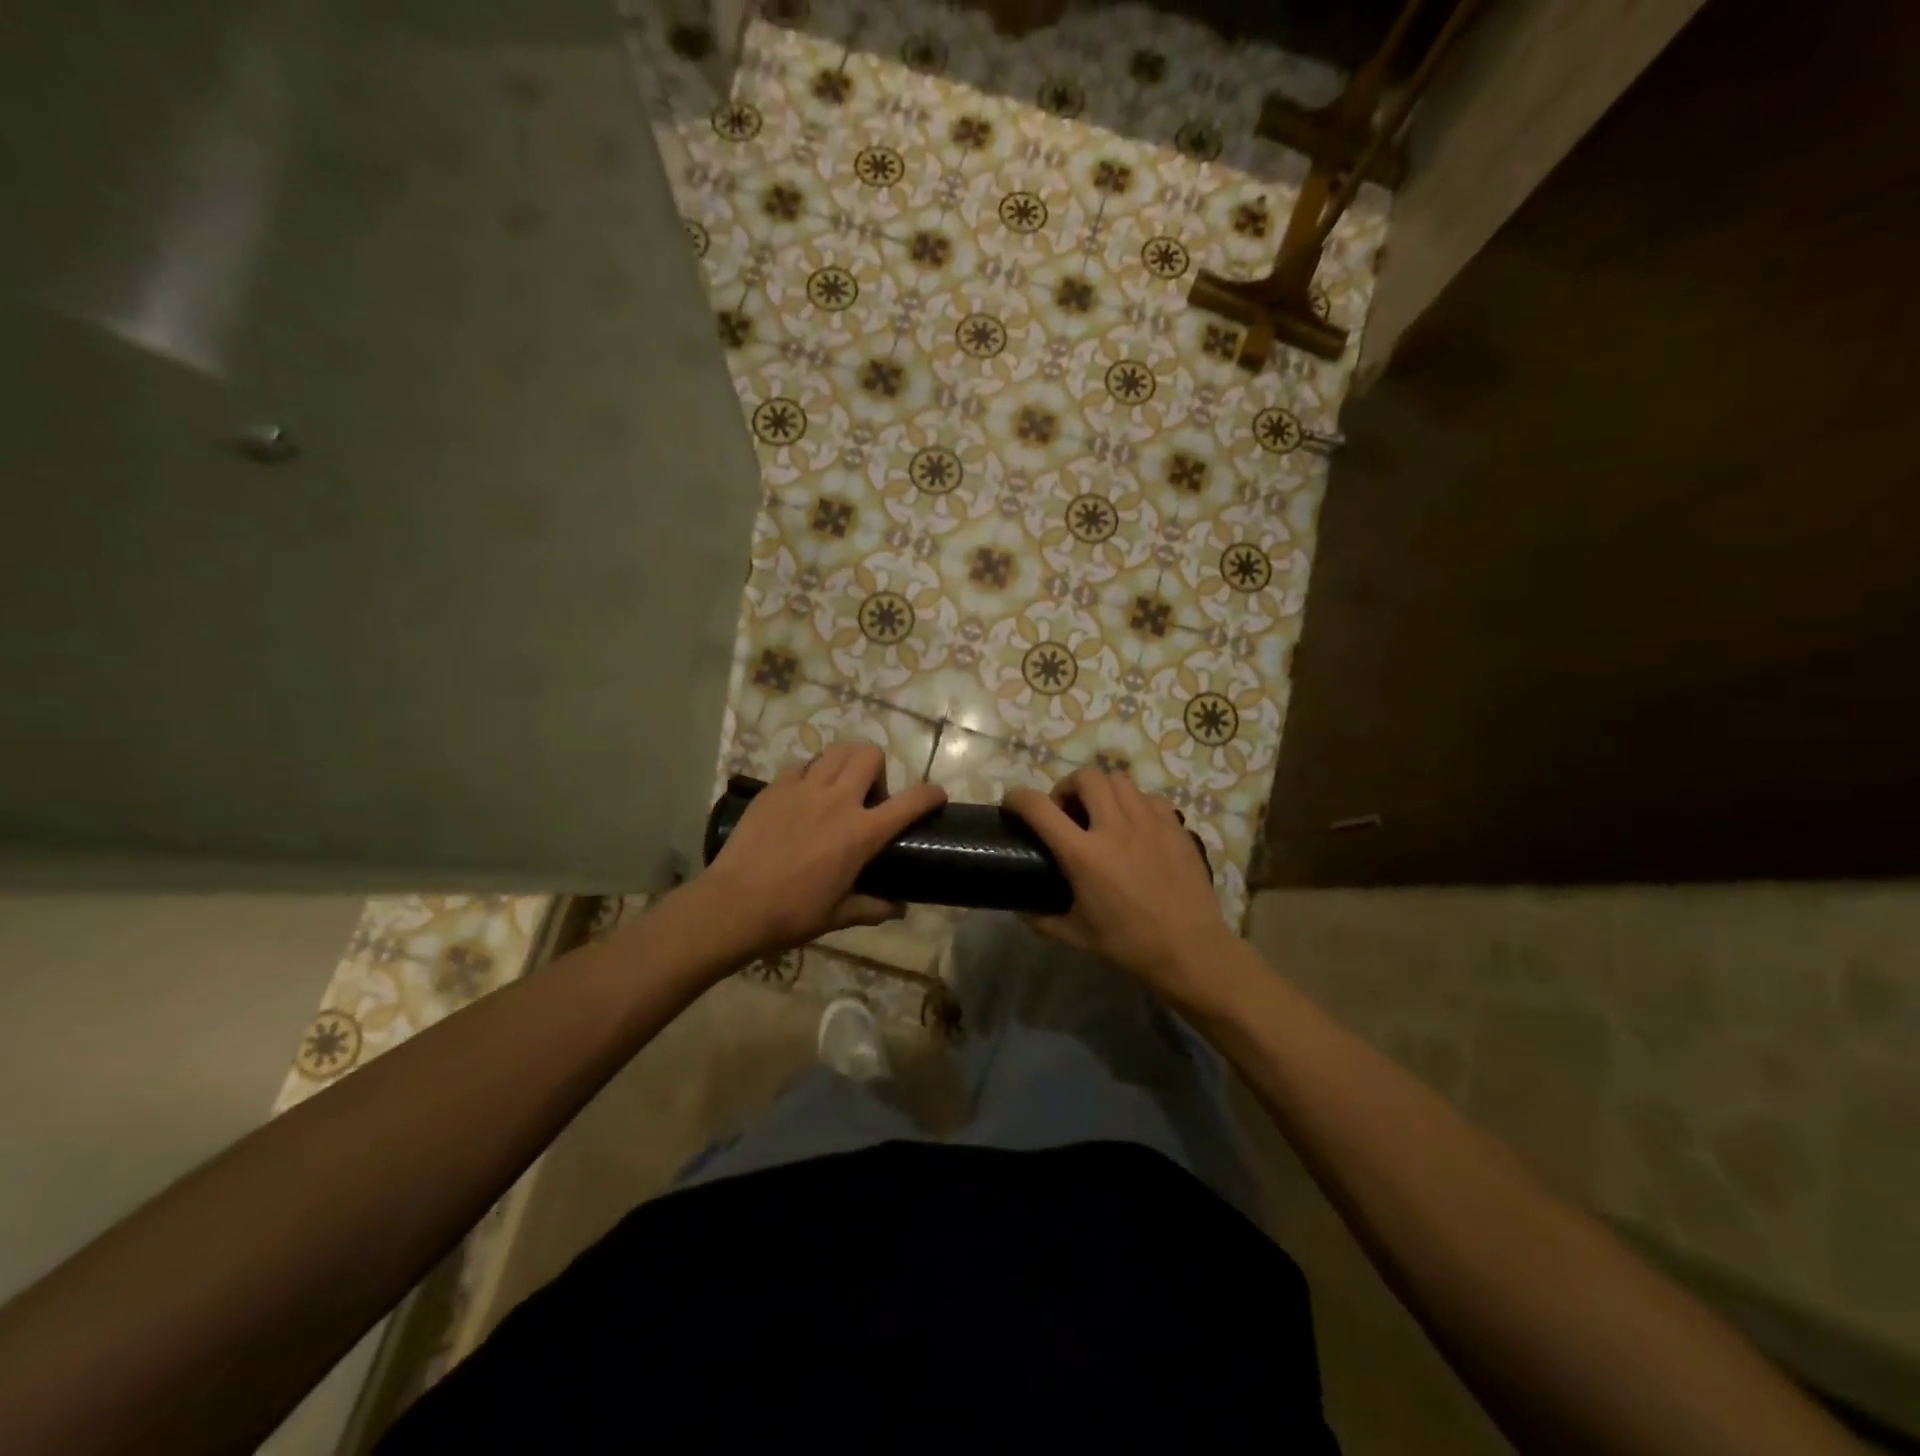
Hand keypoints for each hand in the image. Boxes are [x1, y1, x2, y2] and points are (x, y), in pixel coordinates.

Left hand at [692, 742, 945, 961]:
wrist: (734, 904)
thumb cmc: (793, 913)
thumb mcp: (839, 914)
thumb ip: (874, 907)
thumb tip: (901, 908)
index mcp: (861, 833)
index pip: (911, 801)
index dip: (930, 794)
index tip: (936, 796)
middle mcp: (838, 800)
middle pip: (870, 754)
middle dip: (878, 769)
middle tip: (868, 798)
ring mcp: (804, 789)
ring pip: (836, 751)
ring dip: (845, 764)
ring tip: (837, 788)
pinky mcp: (775, 787)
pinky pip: (802, 764)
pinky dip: (811, 773)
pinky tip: (804, 796)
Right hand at [1004, 768, 1233, 990]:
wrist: (1190, 950)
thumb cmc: (1128, 945)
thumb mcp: (1075, 936)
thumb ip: (1041, 919)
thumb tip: (1020, 907)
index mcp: (1084, 855)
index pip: (1040, 808)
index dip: (1018, 798)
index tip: (1012, 804)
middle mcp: (1115, 828)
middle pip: (1085, 777)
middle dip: (1067, 787)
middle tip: (1067, 812)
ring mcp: (1149, 823)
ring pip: (1119, 781)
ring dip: (1102, 792)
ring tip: (1102, 815)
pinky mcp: (1175, 827)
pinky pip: (1149, 797)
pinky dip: (1135, 803)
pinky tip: (1135, 826)